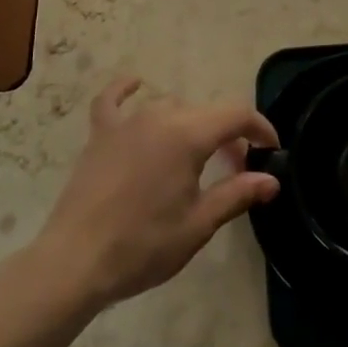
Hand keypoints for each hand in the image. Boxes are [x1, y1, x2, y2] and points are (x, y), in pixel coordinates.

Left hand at [31, 76, 280, 311]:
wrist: (76, 261)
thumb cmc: (143, 245)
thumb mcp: (198, 224)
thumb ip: (236, 194)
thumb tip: (270, 179)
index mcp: (188, 135)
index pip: (236, 115)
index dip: (260, 128)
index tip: (271, 150)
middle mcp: (159, 116)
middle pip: (205, 113)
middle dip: (228, 135)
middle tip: (236, 170)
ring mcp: (126, 122)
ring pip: (170, 108)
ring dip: (191, 124)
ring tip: (198, 157)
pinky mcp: (100, 134)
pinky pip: (113, 100)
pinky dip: (126, 90)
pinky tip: (134, 85)